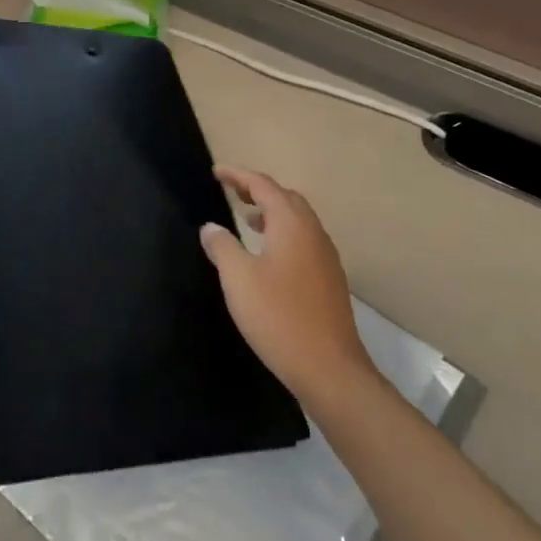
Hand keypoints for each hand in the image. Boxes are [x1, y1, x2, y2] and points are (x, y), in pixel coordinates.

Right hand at [199, 165, 372, 400]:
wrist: (328, 368)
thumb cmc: (278, 316)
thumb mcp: (238, 278)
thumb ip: (222, 246)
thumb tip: (211, 227)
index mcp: (292, 225)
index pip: (263, 186)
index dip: (238, 176)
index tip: (216, 173)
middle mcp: (313, 233)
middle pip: (286, 198)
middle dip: (258, 191)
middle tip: (232, 192)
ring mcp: (326, 258)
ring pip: (298, 221)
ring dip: (272, 213)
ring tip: (247, 221)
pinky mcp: (329, 280)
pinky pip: (304, 241)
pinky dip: (283, 234)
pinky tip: (267, 256)